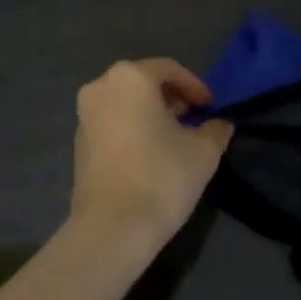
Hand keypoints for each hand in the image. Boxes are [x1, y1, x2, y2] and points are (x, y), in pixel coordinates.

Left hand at [69, 59, 233, 249]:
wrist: (111, 229)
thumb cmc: (160, 177)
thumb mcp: (203, 152)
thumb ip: (215, 129)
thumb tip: (221, 123)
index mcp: (130, 77)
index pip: (170, 69)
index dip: (195, 87)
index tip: (211, 108)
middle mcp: (102, 86)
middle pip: (144, 82)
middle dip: (172, 98)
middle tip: (194, 119)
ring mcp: (85, 114)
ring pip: (126, 102)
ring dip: (151, 113)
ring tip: (175, 138)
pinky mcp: (78, 142)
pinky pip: (112, 122)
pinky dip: (132, 127)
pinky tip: (150, 153)